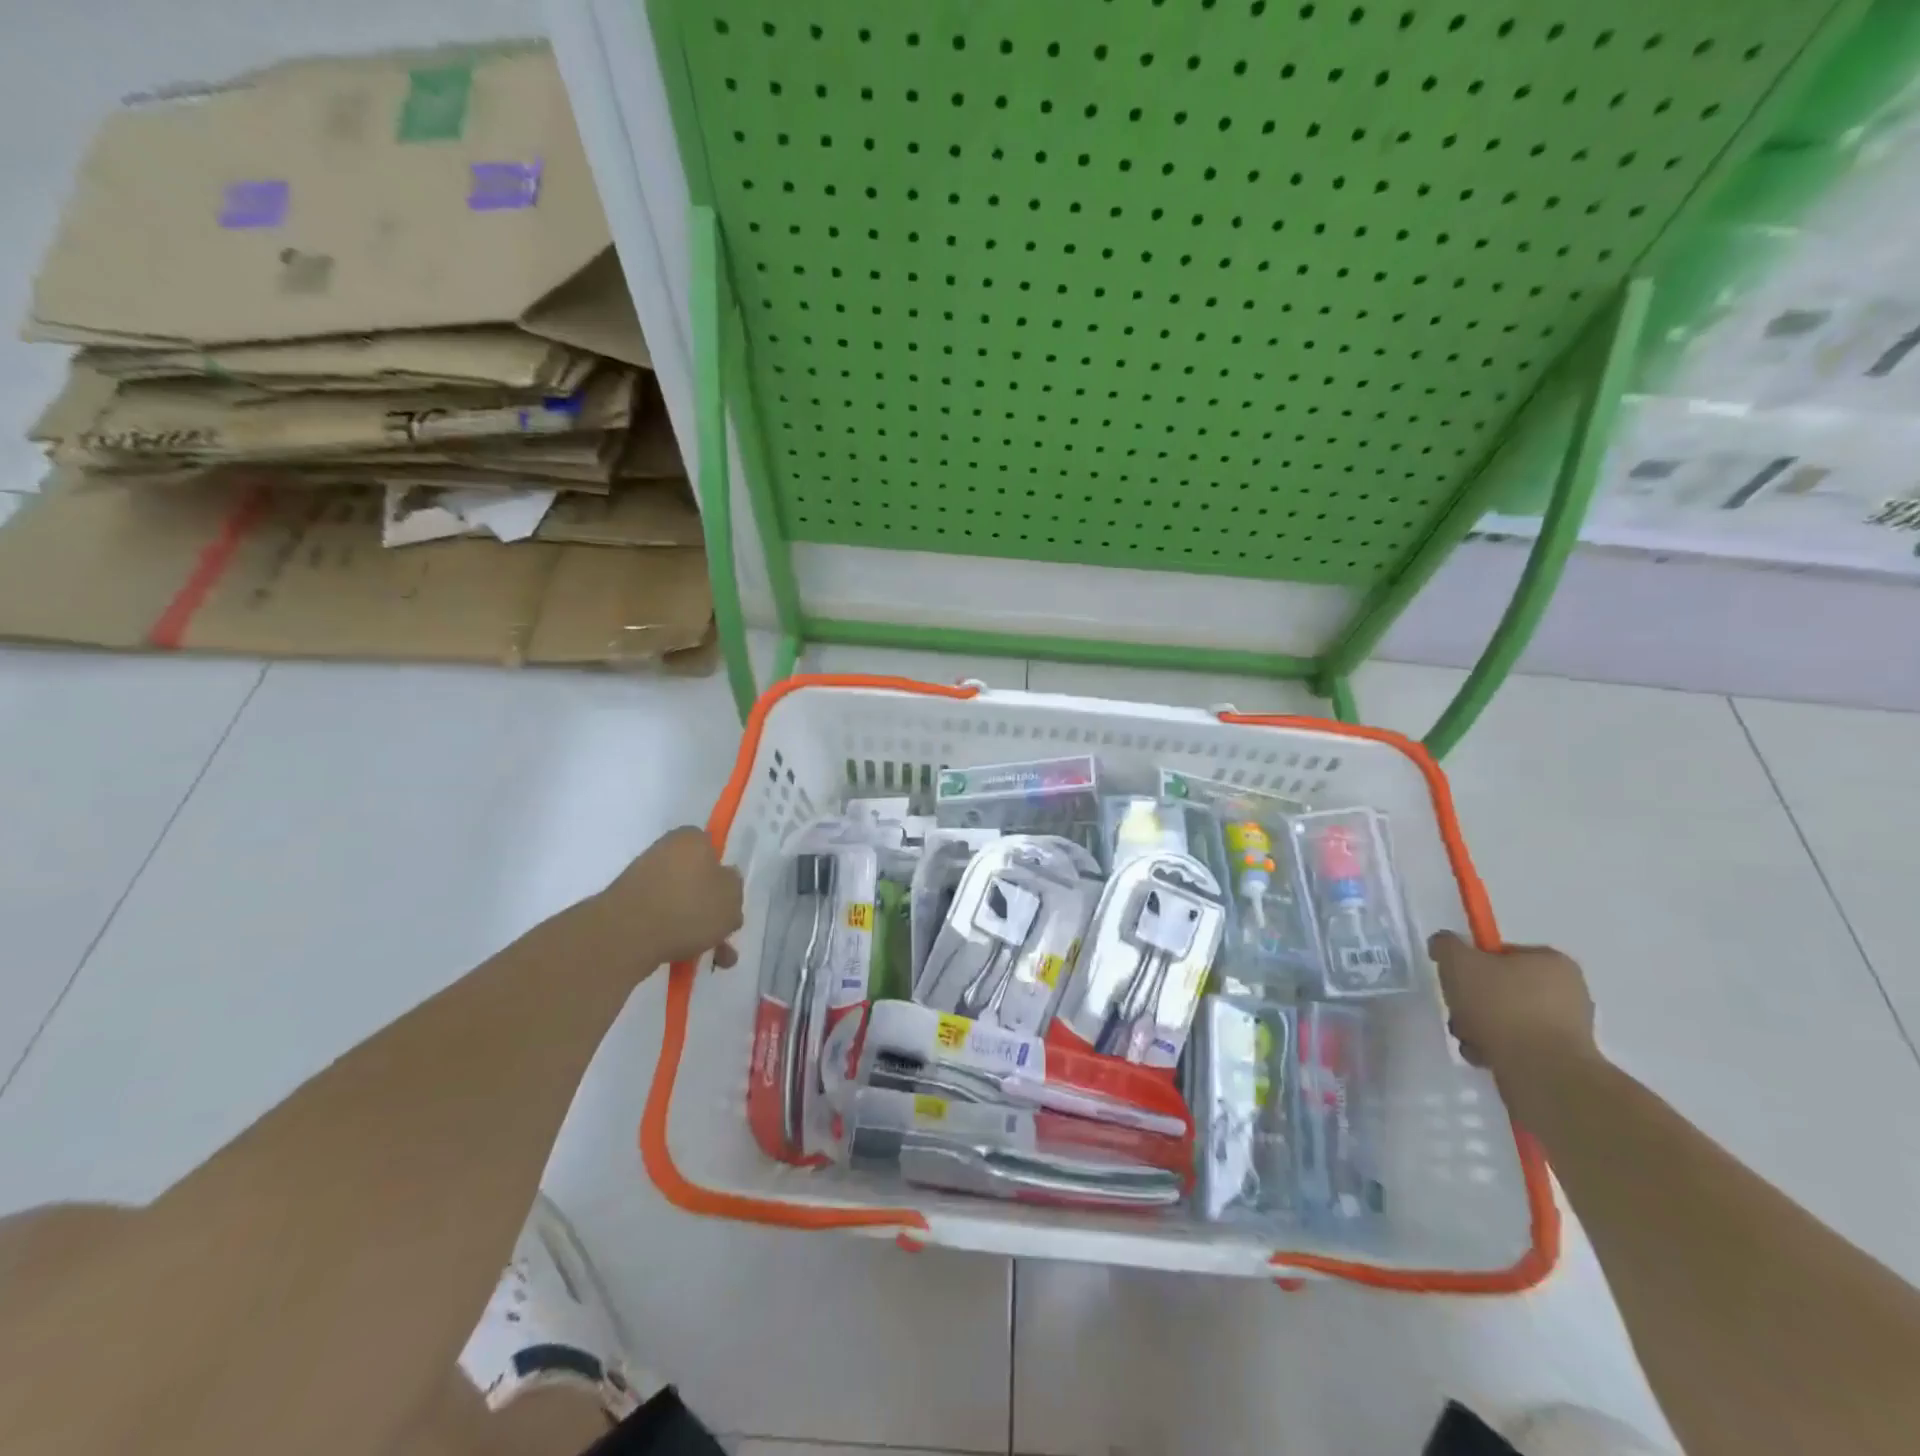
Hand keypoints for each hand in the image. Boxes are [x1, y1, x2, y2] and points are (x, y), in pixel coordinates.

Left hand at [603, 827, 743, 968]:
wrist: (625, 936)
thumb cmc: (688, 907)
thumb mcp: (732, 898)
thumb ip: (734, 888)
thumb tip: (724, 883)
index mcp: (691, 838)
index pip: (714, 850)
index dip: (725, 877)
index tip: (731, 902)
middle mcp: (664, 851)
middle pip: (698, 881)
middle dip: (712, 911)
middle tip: (724, 936)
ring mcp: (641, 879)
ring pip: (680, 903)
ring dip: (697, 929)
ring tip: (711, 959)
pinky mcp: (625, 906)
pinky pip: (659, 918)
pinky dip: (673, 936)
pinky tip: (684, 961)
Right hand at [1428, 931, 1597, 1081]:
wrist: (1542, 1073)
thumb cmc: (1502, 1007)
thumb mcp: (1458, 961)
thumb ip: (1446, 945)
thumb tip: (1445, 946)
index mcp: (1552, 962)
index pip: (1502, 952)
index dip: (1472, 963)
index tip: (1456, 979)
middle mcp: (1568, 991)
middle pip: (1500, 987)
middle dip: (1471, 1001)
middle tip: (1458, 1012)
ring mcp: (1568, 1028)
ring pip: (1505, 1018)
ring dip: (1478, 1026)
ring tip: (1469, 1038)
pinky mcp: (1561, 1059)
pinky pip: (1517, 1044)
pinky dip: (1496, 1048)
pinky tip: (1484, 1056)